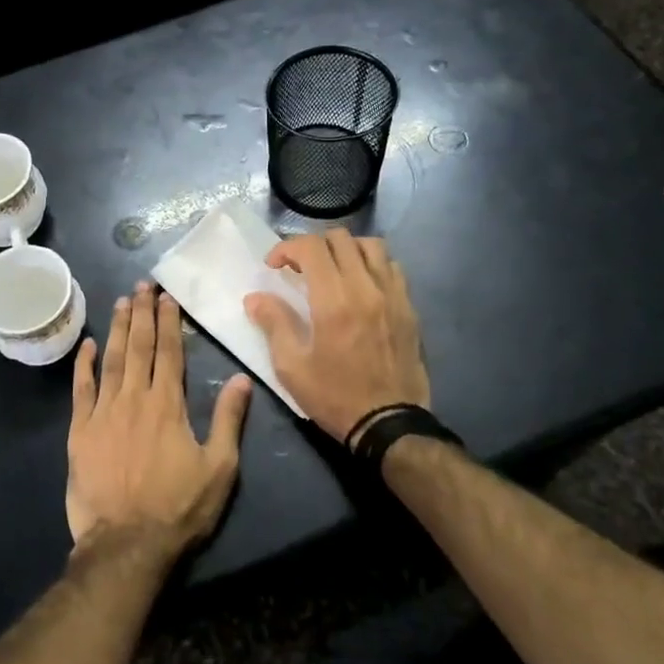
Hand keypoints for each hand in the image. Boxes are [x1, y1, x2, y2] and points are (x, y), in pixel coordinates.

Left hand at [66, 281, 251, 554]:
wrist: (126, 544)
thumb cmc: (178, 508)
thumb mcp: (219, 469)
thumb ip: (228, 420)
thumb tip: (243, 379)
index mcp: (168, 405)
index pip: (170, 353)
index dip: (169, 322)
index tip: (167, 297)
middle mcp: (134, 399)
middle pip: (140, 347)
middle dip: (142, 313)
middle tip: (142, 284)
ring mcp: (104, 413)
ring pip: (112, 360)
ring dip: (118, 329)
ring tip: (121, 302)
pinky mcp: (80, 431)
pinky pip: (81, 389)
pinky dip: (84, 365)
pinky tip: (88, 344)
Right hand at [243, 228, 429, 444]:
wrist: (389, 424)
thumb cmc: (334, 396)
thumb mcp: (292, 367)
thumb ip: (274, 324)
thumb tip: (255, 297)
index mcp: (333, 300)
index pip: (311, 247)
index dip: (287, 248)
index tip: (274, 266)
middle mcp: (365, 287)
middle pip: (340, 239)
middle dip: (313, 245)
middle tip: (299, 267)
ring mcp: (392, 295)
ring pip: (371, 245)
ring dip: (345, 249)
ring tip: (332, 269)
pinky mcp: (408, 307)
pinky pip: (392, 267)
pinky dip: (372, 264)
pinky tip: (361, 284)